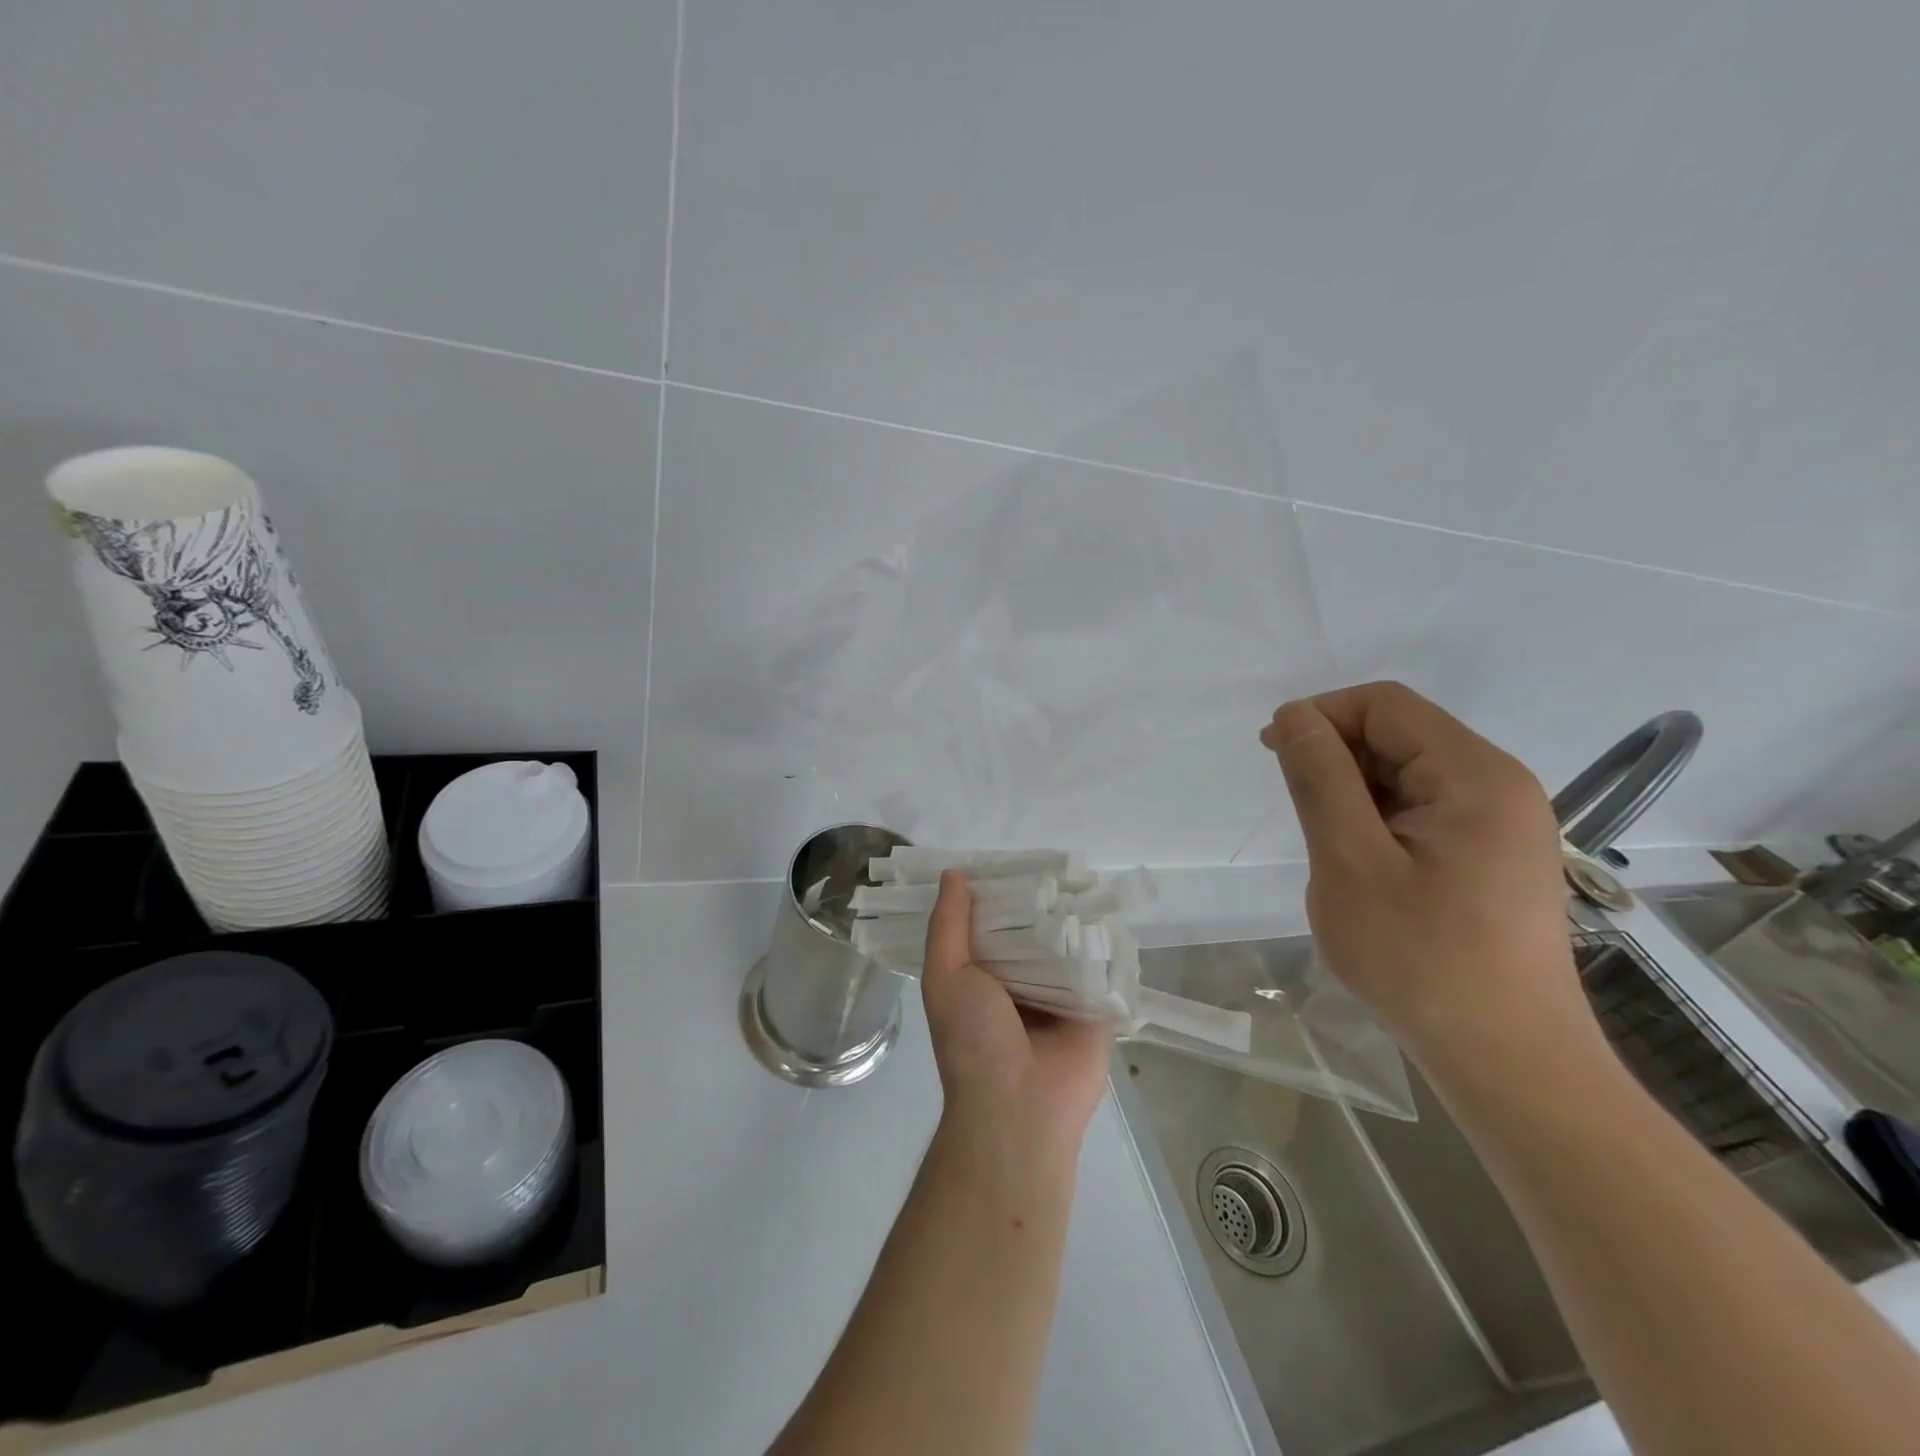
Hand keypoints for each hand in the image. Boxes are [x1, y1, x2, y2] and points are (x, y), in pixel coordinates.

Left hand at [920, 870, 1110, 1154]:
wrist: (1019, 1107)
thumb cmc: (972, 1039)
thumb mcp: (945, 977)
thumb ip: (947, 926)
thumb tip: (954, 874)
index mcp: (984, 974)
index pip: (992, 922)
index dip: (997, 892)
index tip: (1008, 855)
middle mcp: (1022, 979)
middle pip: (1033, 928)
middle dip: (1040, 899)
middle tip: (1053, 856)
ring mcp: (1062, 991)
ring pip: (1068, 942)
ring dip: (1072, 914)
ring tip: (1083, 869)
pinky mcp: (1098, 1004)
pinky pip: (1101, 965)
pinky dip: (1103, 940)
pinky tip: (1110, 903)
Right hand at [1260, 682, 1599, 1071]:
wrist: (1507, 1060)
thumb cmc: (1420, 960)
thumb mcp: (1349, 862)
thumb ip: (1320, 779)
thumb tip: (1295, 716)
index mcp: (1475, 776)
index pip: (1386, 705)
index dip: (1322, 715)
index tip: (1273, 753)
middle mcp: (1500, 786)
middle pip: (1402, 734)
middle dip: (1337, 755)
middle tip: (1295, 808)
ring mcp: (1504, 823)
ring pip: (1410, 774)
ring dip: (1356, 791)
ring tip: (1329, 846)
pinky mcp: (1495, 855)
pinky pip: (1426, 810)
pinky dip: (1381, 819)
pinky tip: (1363, 864)